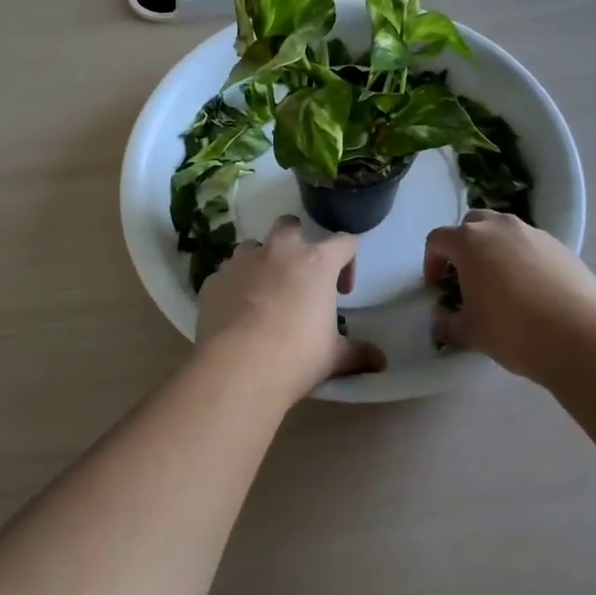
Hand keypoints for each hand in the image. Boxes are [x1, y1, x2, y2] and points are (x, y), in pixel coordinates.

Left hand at [196, 216, 382, 402]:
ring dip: (262, 263)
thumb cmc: (296, 356)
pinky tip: (237, 314)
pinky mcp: (214, 279)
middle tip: (300, 276)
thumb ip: (359, 353)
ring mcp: (241, 261)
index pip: (344, 242)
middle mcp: (279, 251)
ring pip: (253, 247)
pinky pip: (227, 275)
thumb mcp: (335, 357)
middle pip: (290, 225)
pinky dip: (235, 287)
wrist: (237, 368)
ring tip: (265, 295)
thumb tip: (381, 362)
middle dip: (297, 242)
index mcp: (316, 262)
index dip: (349, 261)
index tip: (343, 291)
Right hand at [425, 210, 595, 383]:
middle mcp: (499, 227)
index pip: (438, 239)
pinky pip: (531, 244)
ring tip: (501, 281)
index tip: (437, 285)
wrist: (579, 335)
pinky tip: (531, 289)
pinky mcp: (560, 246)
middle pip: (472, 223)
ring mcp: (533, 233)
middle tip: (466, 275)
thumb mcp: (470, 332)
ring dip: (495, 248)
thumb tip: (441, 320)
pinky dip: (523, 258)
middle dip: (463, 245)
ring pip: (504, 230)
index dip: (431, 261)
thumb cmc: (512, 329)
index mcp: (469, 241)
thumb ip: (447, 323)